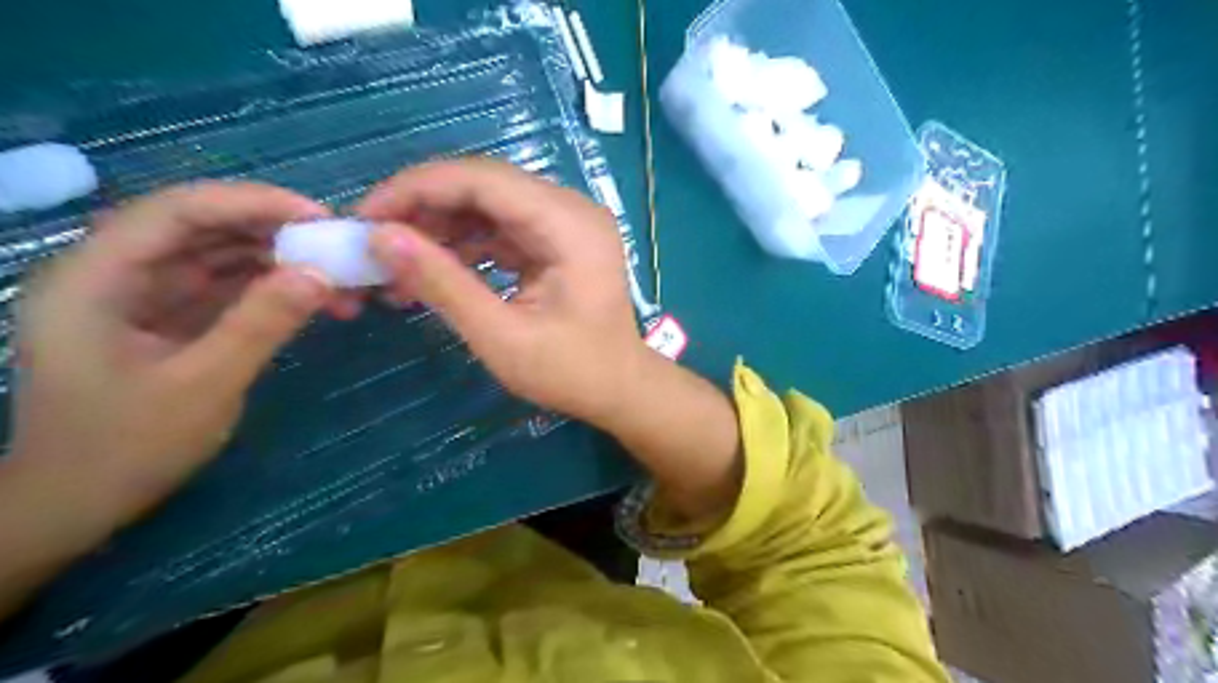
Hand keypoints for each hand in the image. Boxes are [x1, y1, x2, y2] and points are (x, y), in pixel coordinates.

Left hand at [7, 180, 335, 532]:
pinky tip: (313, 299)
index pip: (177, 211)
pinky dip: (271, 289)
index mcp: (96, 277)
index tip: (319, 217)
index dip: (251, 203)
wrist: (77, 504)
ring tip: (336, 277)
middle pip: (201, 227)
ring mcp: (143, 296)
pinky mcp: (169, 319)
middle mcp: (115, 273)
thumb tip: (321, 273)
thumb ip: (261, 323)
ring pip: (219, 256)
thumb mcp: (203, 385)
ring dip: (280, 261)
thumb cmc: (125, 448)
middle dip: (274, 232)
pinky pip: (226, 288)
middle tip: (337, 247)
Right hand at [361, 159, 741, 523]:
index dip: (416, 189)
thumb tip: (379, 237)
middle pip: (482, 185)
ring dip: (439, 228)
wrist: (621, 388)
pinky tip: (432, 270)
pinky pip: (500, 228)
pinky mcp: (556, 240)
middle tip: (373, 242)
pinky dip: (464, 245)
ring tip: (396, 265)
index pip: (481, 179)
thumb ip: (443, 285)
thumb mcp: (502, 337)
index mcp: (568, 225)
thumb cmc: (572, 372)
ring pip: (487, 205)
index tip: (365, 217)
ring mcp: (565, 223)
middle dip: (422, 208)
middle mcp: (570, 209)